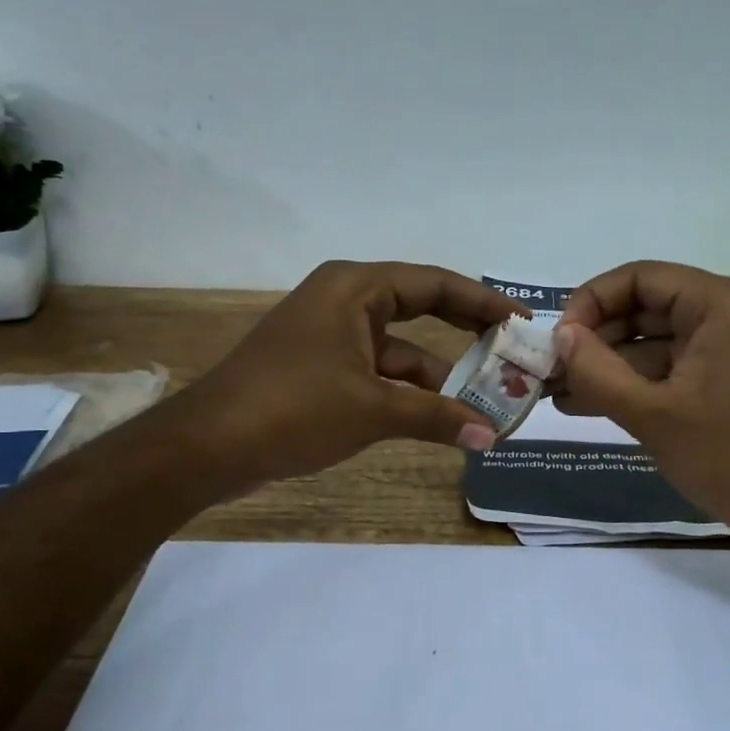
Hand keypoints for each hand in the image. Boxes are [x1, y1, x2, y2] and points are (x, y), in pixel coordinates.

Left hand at [171, 260, 522, 488]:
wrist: (207, 446)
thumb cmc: (292, 408)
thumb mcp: (372, 408)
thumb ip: (436, 416)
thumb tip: (491, 436)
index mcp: (355, 288)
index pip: (435, 284)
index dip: (483, 302)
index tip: (523, 321)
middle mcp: (345, 301)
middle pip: (421, 308)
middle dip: (466, 332)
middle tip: (512, 351)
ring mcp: (331, 336)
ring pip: (400, 350)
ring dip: (438, 376)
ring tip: (486, 401)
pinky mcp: (322, 369)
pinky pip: (378, 372)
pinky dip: (407, 394)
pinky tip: (439, 419)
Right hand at [552, 261, 729, 551]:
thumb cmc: (729, 458)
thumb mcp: (651, 414)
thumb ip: (596, 370)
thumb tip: (560, 336)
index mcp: (723, 304)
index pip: (640, 278)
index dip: (591, 303)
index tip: (558, 341)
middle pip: (646, 307)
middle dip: (596, 340)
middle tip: (550, 371)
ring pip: (655, 341)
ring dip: (609, 366)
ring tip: (558, 393)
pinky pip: (673, 367)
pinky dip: (636, 383)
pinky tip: (589, 404)